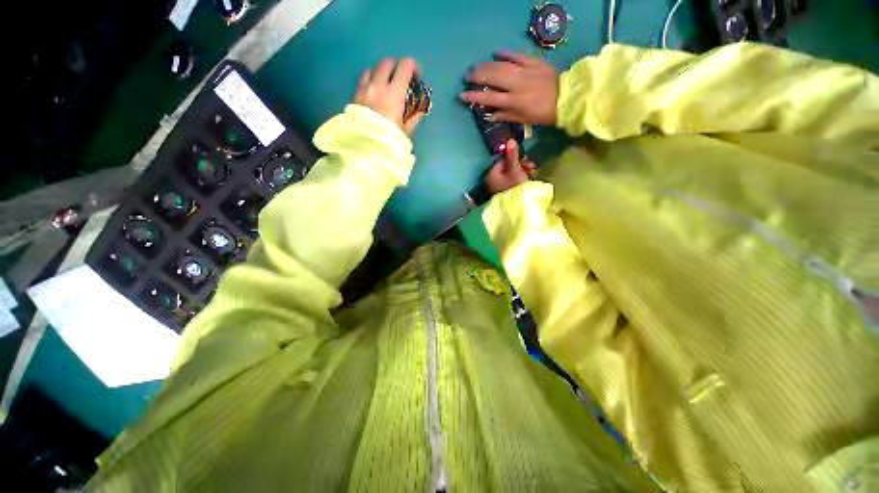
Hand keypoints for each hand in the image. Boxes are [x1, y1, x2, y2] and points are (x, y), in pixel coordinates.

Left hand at [354, 58, 425, 134]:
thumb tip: (421, 110)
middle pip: (388, 62)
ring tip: (386, 83)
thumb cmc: (389, 139)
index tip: (417, 74)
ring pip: (373, 68)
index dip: (413, 66)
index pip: (405, 67)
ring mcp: (364, 89)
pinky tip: (373, 90)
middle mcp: (378, 85)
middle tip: (401, 77)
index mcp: (394, 93)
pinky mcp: (354, 95)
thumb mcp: (406, 131)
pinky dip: (370, 79)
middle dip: (397, 66)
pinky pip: (363, 79)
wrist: (365, 148)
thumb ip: (414, 117)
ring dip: (381, 71)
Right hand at [460, 52, 558, 125]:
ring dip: (486, 65)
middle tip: (466, 76)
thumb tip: (488, 114)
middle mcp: (516, 84)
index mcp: (513, 101)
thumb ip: (505, 116)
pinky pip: (518, 55)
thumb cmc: (542, 113)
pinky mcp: (534, 62)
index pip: (489, 97)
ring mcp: (525, 71)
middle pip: (492, 77)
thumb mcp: (523, 119)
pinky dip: (506, 53)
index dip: (474, 96)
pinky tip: (496, 52)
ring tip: (476, 66)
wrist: (566, 98)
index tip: (462, 95)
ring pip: (502, 65)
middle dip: (477, 76)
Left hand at [485, 139, 536, 194]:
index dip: (514, 158)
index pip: (501, 160)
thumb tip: (510, 140)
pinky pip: (511, 183)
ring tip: (533, 174)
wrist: (519, 208)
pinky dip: (519, 180)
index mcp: (491, 175)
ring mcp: (498, 189)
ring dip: (521, 172)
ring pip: (510, 175)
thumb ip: (512, 155)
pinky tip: (529, 181)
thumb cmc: (516, 187)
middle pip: (506, 168)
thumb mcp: (515, 169)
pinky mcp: (504, 194)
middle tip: (532, 167)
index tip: (526, 159)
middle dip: (520, 165)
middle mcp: (491, 182)